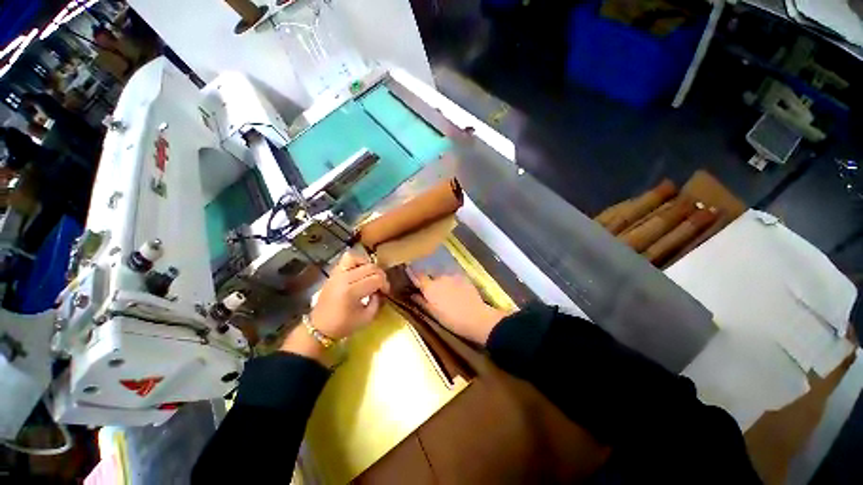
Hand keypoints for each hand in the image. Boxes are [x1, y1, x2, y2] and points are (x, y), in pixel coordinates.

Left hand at [281, 252, 388, 359]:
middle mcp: (344, 278)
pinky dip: (357, 261)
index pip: (377, 279)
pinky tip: (360, 270)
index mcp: (352, 291)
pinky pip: (347, 259)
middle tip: (381, 286)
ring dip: (369, 266)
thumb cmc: (343, 325)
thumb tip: (380, 291)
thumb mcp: (366, 318)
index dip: (385, 285)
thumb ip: (377, 302)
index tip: (386, 292)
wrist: (319, 327)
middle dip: (380, 276)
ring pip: (359, 259)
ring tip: (371, 275)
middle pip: (371, 268)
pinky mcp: (334, 273)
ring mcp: (338, 274)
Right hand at [411, 273, 510, 344]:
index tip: (408, 269)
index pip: (418, 276)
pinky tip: (455, 288)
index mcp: (430, 288)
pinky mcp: (463, 277)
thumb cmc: (452, 320)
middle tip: (430, 286)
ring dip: (440, 279)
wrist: (476, 317)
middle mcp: (439, 278)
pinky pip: (453, 276)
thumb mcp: (434, 314)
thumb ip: (422, 302)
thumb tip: (413, 295)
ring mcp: (452, 276)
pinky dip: (451, 280)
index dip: (412, 273)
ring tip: (444, 289)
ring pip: (442, 275)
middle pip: (430, 275)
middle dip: (428, 278)